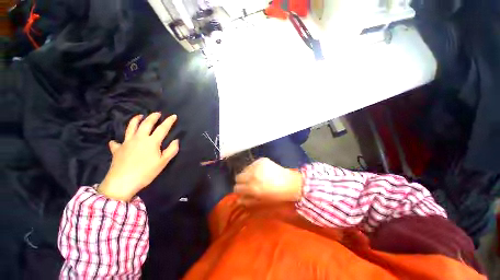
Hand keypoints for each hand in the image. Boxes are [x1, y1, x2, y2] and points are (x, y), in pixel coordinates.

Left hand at [98, 112, 179, 200]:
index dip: (169, 121)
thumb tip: (176, 140)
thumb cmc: (146, 172)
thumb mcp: (163, 162)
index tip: (173, 116)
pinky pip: (117, 142)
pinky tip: (117, 141)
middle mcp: (139, 138)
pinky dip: (118, 140)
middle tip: (157, 113)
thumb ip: (171, 150)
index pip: (162, 128)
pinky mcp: (117, 149)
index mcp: (151, 142)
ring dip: (136, 120)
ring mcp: (126, 142)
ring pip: (131, 127)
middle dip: (152, 117)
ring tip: (140, 116)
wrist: (122, 182)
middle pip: (146, 124)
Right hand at [234, 158, 302, 203]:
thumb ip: (248, 201)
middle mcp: (252, 175)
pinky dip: (254, 168)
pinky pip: (252, 164)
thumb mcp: (262, 201)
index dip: (239, 190)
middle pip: (238, 177)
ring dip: (248, 174)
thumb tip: (238, 199)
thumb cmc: (277, 195)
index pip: (236, 187)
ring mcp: (257, 166)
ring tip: (256, 176)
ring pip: (244, 169)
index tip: (243, 190)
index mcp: (252, 188)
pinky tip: (261, 171)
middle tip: (249, 183)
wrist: (290, 183)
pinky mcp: (261, 160)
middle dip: (242, 181)